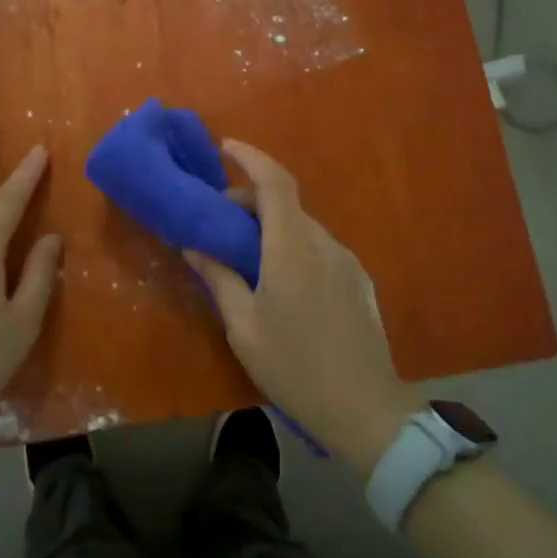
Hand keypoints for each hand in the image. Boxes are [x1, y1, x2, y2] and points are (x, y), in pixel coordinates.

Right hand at [184, 140, 416, 472]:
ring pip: (302, 226)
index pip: (275, 181)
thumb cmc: (293, 366)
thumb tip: (192, 244)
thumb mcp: (243, 325)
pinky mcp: (359, 281)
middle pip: (286, 203)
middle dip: (250, 202)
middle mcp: (323, 242)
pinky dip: (293, 246)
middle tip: (219, 226)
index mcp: (291, 246)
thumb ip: (218, 276)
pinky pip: (320, 248)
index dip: (250, 156)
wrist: (364, 410)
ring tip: (246, 259)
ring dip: (272, 227)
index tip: (225, 147)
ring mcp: (347, 261)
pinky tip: (281, 282)